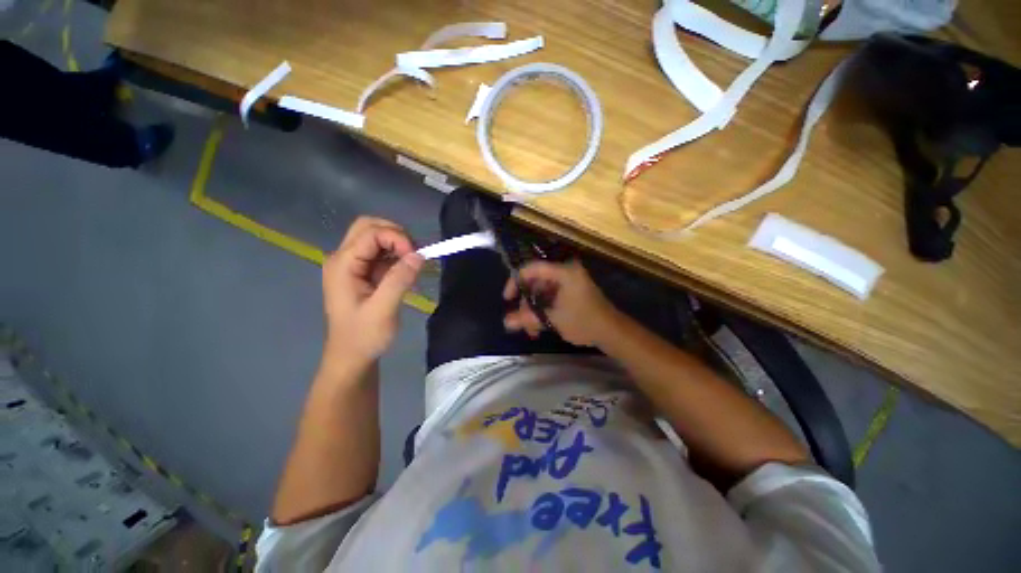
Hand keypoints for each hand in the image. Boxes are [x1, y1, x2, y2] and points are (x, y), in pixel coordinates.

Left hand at [321, 217, 422, 367]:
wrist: (352, 356)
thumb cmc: (364, 336)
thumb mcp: (383, 310)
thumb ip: (400, 280)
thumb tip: (420, 255)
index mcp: (342, 265)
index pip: (370, 233)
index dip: (397, 238)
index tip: (417, 257)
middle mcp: (343, 258)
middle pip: (369, 227)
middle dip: (396, 235)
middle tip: (414, 254)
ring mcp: (352, 264)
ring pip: (376, 237)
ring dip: (398, 244)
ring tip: (413, 264)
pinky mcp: (362, 271)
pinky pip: (381, 252)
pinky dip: (397, 255)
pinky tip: (406, 271)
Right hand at [503, 260, 621, 346]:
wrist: (612, 332)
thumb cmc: (583, 322)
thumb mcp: (553, 320)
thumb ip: (528, 318)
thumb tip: (506, 322)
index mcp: (563, 272)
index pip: (532, 269)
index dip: (516, 282)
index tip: (508, 298)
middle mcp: (566, 273)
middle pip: (536, 282)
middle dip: (526, 303)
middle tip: (521, 321)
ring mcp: (569, 283)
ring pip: (542, 292)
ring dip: (534, 310)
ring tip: (531, 330)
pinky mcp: (572, 292)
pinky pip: (551, 297)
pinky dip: (543, 310)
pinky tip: (539, 326)